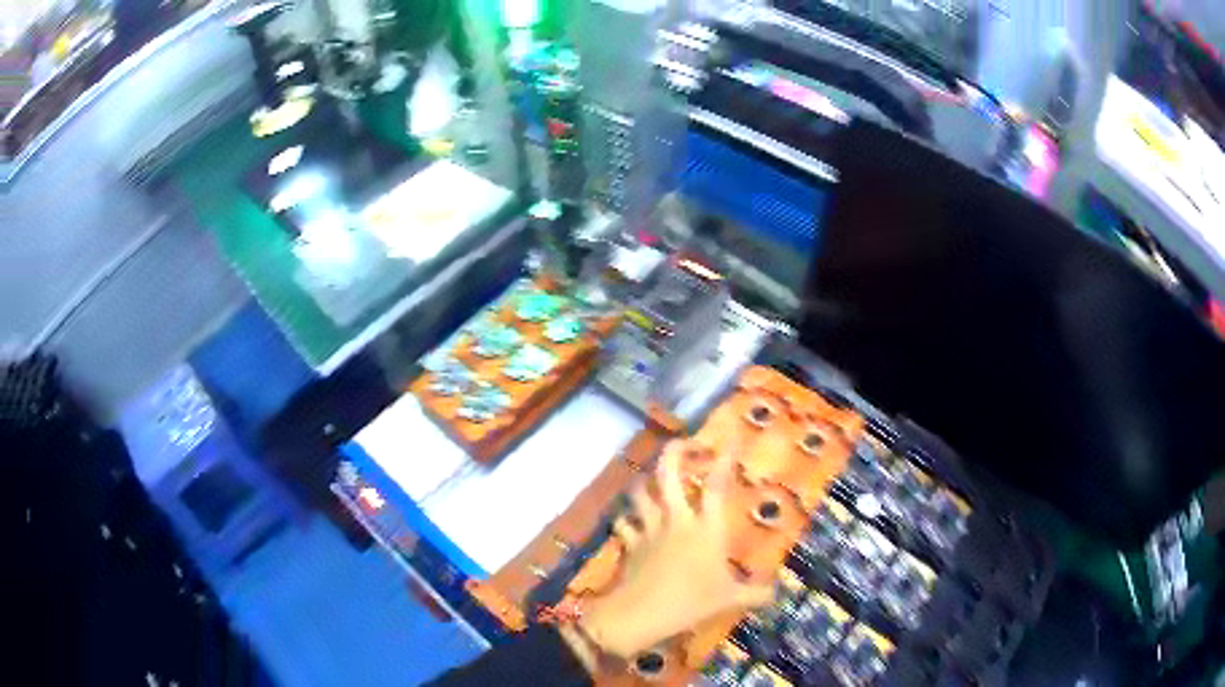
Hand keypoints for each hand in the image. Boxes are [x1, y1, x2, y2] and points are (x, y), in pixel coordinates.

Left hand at [563, 440, 773, 664]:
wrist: (641, 613)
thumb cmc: (691, 601)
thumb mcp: (729, 599)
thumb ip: (755, 594)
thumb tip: (777, 594)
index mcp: (706, 528)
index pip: (716, 486)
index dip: (723, 460)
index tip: (730, 441)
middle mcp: (676, 520)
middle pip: (668, 473)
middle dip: (675, 451)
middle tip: (686, 443)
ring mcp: (649, 529)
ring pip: (640, 492)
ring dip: (645, 482)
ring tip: (653, 479)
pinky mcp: (630, 543)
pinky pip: (623, 523)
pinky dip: (626, 520)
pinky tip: (630, 521)